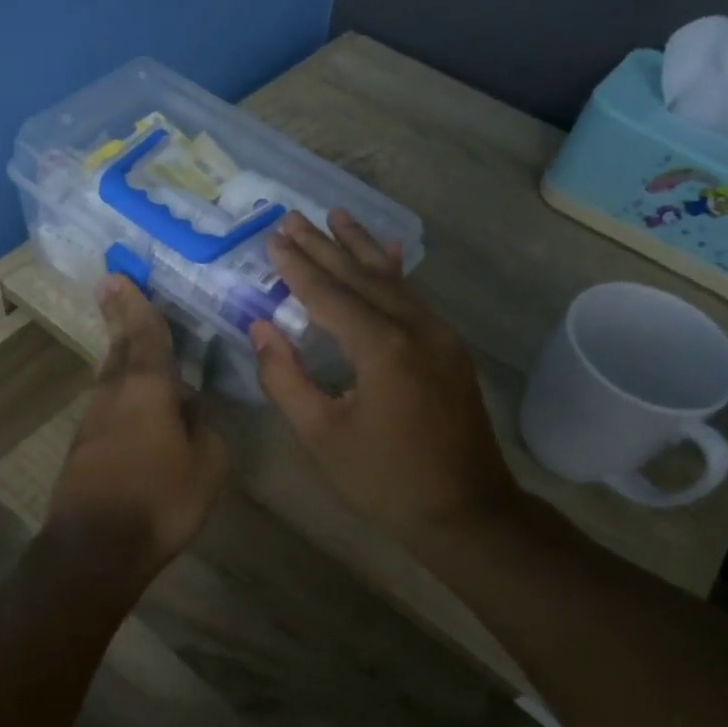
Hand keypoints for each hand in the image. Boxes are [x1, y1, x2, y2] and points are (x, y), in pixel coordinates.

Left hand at [47, 276, 229, 573]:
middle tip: (113, 288)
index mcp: (148, 387)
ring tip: (131, 341)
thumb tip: (190, 411)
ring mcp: (94, 419)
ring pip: (111, 376)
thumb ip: (205, 429)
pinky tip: (137, 405)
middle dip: (120, 317)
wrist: (95, 547)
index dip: (136, 304)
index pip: (147, 334)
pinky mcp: (84, 446)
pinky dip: (123, 392)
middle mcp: (115, 393)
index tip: (118, 276)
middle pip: (120, 347)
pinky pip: (109, 405)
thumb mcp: (209, 465)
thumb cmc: (160, 499)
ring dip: (122, 355)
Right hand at [249, 210, 509, 538]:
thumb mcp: (321, 435)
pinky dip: (394, 272)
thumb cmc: (384, 479)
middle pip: (361, 277)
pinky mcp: (449, 349)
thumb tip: (261, 328)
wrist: (466, 511)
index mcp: (381, 349)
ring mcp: (439, 336)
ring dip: (360, 248)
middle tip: (293, 216)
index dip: (297, 267)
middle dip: (325, 246)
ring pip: (392, 280)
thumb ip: (285, 378)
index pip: (328, 295)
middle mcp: (414, 329)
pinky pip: (414, 298)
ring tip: (337, 215)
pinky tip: (389, 252)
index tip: (272, 238)